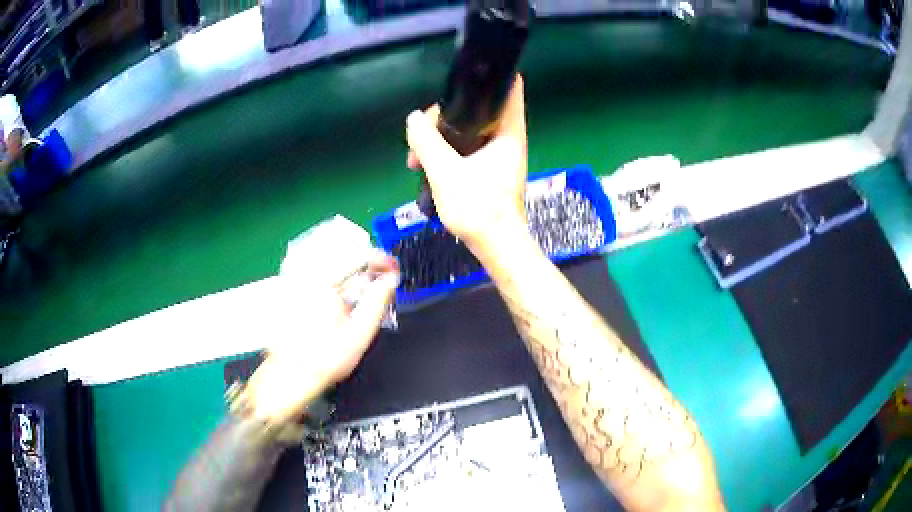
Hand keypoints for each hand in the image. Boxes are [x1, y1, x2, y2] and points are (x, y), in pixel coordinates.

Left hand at [244, 250, 399, 424]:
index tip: (391, 270)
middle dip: (365, 261)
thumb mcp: (360, 332)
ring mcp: (295, 279)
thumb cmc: (324, 358)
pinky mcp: (291, 287)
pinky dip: (334, 273)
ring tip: (363, 283)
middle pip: (342, 251)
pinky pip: (316, 268)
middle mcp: (306, 274)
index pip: (357, 254)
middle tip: (380, 276)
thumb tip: (390, 280)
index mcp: (324, 282)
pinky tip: (342, 291)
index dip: (380, 259)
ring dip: (350, 266)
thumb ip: (378, 301)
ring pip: (329, 257)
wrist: (293, 374)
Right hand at [406, 76, 528, 257]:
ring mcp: (500, 156)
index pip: (509, 88)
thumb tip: (414, 119)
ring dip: (442, 139)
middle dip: (447, 116)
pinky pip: (467, 150)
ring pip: (469, 132)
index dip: (490, 76)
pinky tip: (425, 168)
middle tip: (422, 133)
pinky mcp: (491, 171)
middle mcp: (508, 139)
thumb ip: (426, 142)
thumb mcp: (445, 172)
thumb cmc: (478, 208)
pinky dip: (448, 153)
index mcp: (508, 131)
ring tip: (416, 157)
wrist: (495, 246)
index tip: (463, 77)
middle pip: (479, 109)